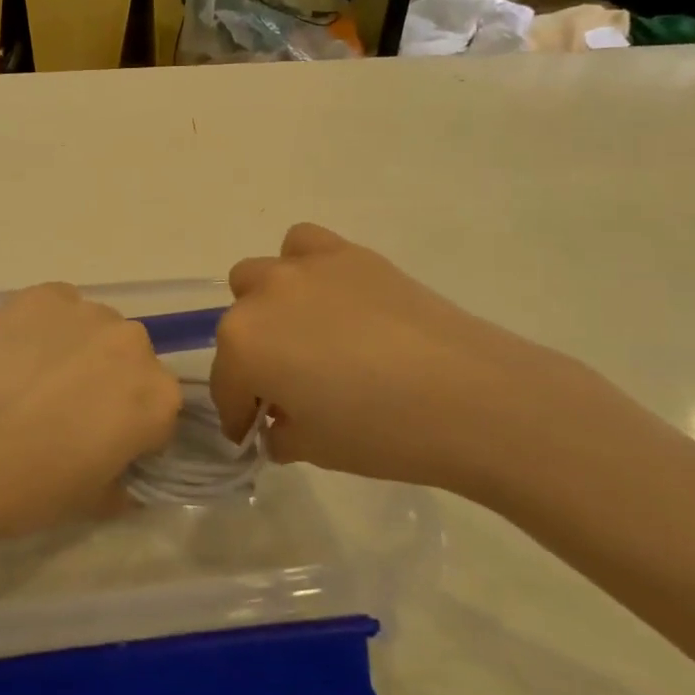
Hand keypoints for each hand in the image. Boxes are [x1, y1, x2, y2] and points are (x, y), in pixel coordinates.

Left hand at [0, 284, 183, 541]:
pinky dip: (44, 326)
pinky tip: (12, 354)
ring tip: (32, 379)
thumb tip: (121, 477)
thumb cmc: (25, 487)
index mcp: (158, 398)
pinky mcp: (43, 293)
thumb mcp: (88, 504)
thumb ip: (121, 485)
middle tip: (65, 411)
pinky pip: (58, 308)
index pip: (159, 413)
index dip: (132, 434)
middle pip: (132, 363)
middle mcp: (134, 344)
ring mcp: (87, 311)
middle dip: (109, 384)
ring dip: (79, 350)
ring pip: (96, 331)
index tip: (102, 447)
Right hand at [210, 224, 617, 498]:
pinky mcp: (348, 253)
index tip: (254, 433)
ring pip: (261, 276)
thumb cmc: (381, 432)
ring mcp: (304, 267)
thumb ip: (281, 432)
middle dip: (253, 356)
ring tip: (305, 334)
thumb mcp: (315, 449)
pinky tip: (332, 296)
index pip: (226, 383)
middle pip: (237, 325)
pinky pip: (304, 245)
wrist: (468, 396)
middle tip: (287, 387)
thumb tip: (279, 423)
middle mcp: (262, 295)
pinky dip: (305, 267)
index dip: (239, 414)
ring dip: (269, 305)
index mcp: (244, 345)